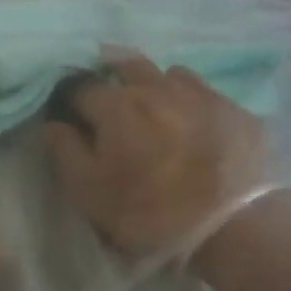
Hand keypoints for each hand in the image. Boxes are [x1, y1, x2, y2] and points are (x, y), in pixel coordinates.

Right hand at [44, 53, 268, 259]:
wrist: (235, 226)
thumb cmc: (151, 213)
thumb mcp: (90, 193)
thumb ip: (65, 152)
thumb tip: (54, 123)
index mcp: (117, 106)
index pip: (81, 85)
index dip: (70, 97)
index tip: (69, 112)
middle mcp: (156, 87)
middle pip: (126, 63)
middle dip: (110, 72)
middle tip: (109, 96)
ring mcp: (200, 94)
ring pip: (168, 73)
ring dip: (154, 83)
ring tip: (154, 105)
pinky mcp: (234, 109)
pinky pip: (203, 91)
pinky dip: (190, 99)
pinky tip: (194, 120)